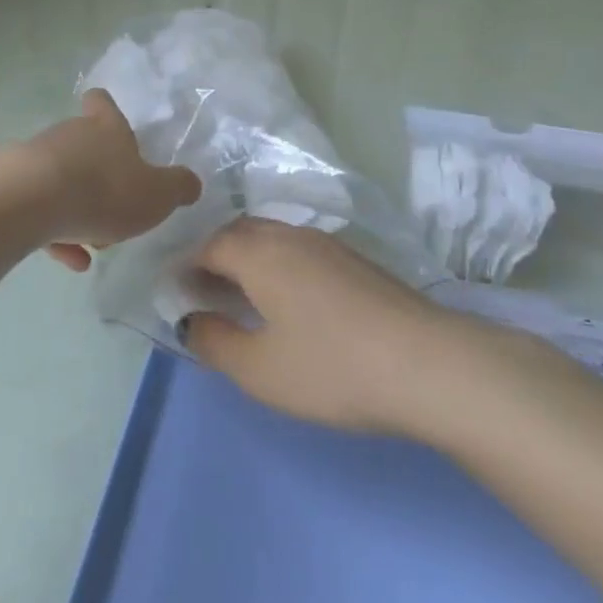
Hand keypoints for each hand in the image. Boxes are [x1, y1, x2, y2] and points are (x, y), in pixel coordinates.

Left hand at [25, 89, 201, 269]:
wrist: (30, 202)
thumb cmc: (103, 190)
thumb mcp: (157, 195)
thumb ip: (178, 188)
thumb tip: (191, 183)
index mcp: (106, 128)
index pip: (103, 103)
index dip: (107, 111)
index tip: (112, 125)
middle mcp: (70, 135)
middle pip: (84, 146)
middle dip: (99, 176)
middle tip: (116, 210)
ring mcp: (37, 159)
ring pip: (63, 180)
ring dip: (78, 208)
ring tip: (94, 244)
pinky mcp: (13, 187)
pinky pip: (41, 209)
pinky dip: (57, 232)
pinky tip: (72, 260)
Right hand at [180, 217, 457, 434]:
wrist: (428, 364)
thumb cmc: (332, 367)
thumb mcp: (260, 369)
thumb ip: (215, 341)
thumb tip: (191, 320)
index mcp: (260, 253)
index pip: (209, 245)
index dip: (186, 266)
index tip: (174, 291)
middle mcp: (290, 236)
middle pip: (240, 233)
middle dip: (215, 256)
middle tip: (203, 290)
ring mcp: (328, 244)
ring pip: (273, 238)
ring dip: (248, 259)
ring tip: (242, 296)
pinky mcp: (357, 261)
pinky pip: (299, 250)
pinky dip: (278, 266)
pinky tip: (289, 301)